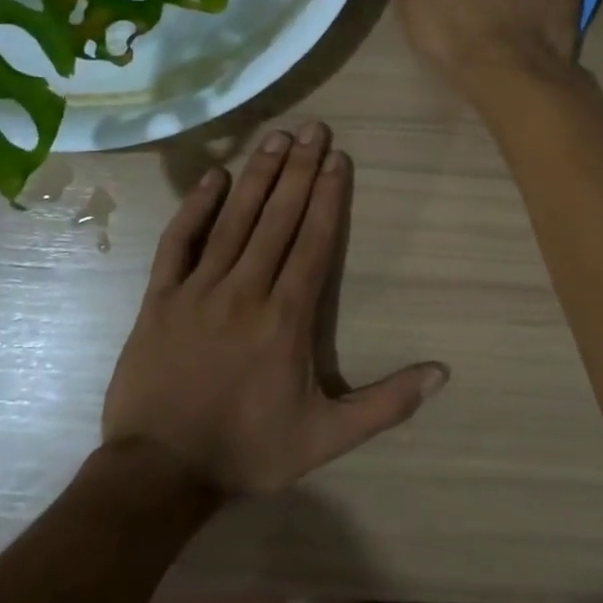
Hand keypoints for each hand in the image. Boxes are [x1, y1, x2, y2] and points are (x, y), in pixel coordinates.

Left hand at [104, 125, 448, 495]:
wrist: (159, 474)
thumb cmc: (248, 450)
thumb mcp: (328, 438)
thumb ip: (387, 403)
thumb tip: (443, 373)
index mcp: (286, 317)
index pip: (313, 242)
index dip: (327, 197)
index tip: (338, 158)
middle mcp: (245, 291)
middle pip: (277, 219)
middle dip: (298, 170)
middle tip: (313, 129)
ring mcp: (198, 291)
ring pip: (234, 221)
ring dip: (258, 176)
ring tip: (276, 138)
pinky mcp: (160, 299)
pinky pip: (179, 243)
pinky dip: (196, 208)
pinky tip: (214, 178)